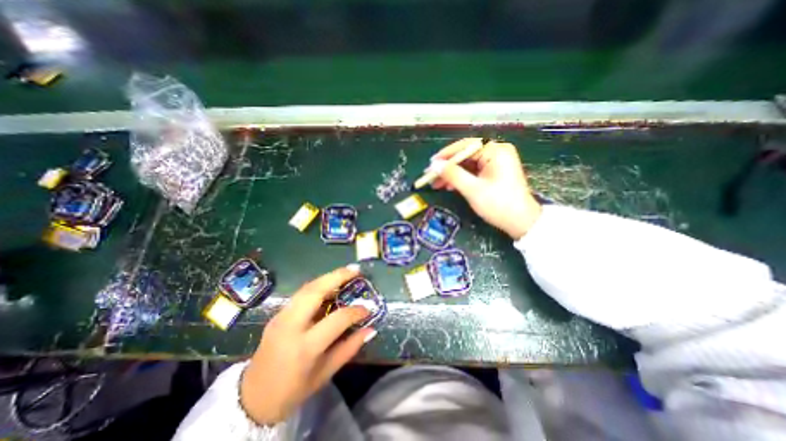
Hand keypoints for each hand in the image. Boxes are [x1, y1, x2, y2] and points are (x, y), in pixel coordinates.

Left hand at [237, 264, 375, 424]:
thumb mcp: (325, 373)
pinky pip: (301, 293)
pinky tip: (329, 285)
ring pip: (307, 287)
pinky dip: (318, 285)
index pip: (337, 319)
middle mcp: (291, 326)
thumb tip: (371, 330)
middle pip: (316, 291)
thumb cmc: (293, 390)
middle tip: (356, 270)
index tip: (368, 308)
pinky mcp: (277, 314)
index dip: (355, 311)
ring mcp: (281, 317)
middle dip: (338, 276)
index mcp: (305, 346)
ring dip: (328, 277)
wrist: (252, 399)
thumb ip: (349, 348)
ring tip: (346, 272)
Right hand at [429, 138, 540, 238]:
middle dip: (447, 167)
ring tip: (436, 184)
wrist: (521, 222)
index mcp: (495, 151)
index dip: (446, 155)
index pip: (465, 146)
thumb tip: (434, 165)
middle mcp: (496, 153)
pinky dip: (461, 179)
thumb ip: (452, 174)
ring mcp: (495, 163)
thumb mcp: (472, 189)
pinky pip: (473, 172)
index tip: (431, 164)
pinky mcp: (494, 173)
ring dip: (452, 174)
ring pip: (467, 165)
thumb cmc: (498, 204)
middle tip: (431, 176)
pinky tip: (450, 186)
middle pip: (465, 155)